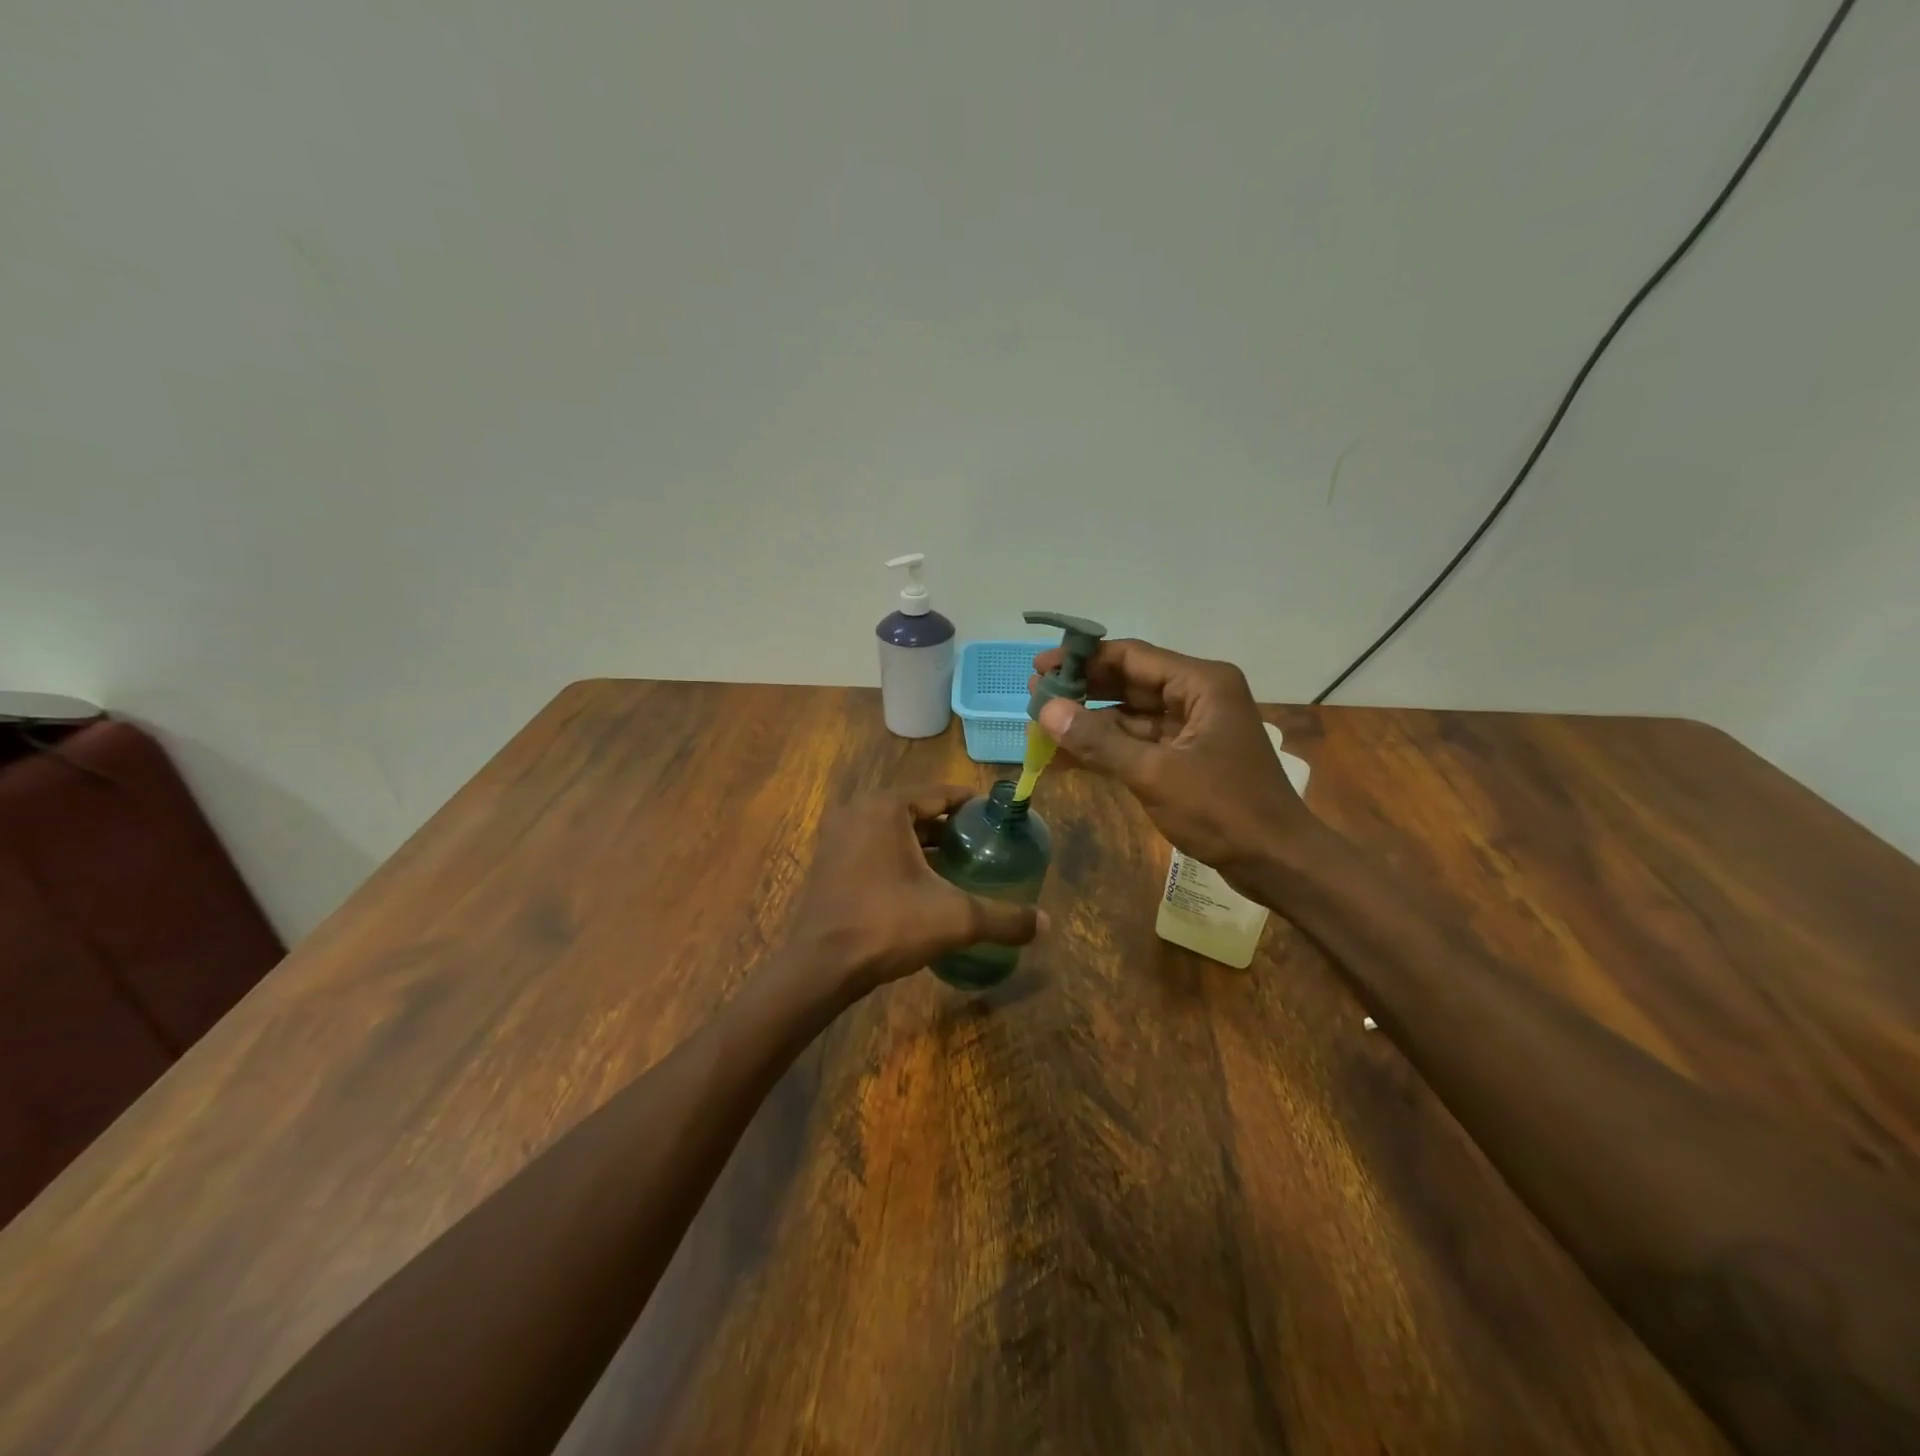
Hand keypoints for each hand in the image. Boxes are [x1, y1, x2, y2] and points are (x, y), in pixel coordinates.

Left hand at [783, 784, 1045, 1000]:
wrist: (821, 966)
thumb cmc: (887, 925)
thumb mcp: (955, 918)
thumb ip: (1003, 918)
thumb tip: (1047, 924)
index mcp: (886, 807)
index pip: (939, 792)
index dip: (971, 804)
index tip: (997, 819)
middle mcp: (858, 811)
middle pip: (916, 810)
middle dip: (949, 826)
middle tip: (983, 845)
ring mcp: (838, 837)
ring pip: (893, 831)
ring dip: (924, 844)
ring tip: (959, 864)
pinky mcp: (829, 863)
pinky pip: (874, 848)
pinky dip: (899, 857)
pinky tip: (922, 885)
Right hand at [1032, 639, 1317, 889]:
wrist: (1277, 861)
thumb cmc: (1223, 809)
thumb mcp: (1154, 773)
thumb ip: (1098, 740)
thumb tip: (1045, 710)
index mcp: (1202, 684)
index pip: (1132, 656)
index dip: (1083, 659)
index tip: (1040, 667)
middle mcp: (1199, 696)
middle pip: (1131, 681)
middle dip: (1084, 688)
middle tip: (1035, 693)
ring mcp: (1194, 727)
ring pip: (1133, 713)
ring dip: (1092, 718)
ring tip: (1044, 721)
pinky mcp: (1188, 756)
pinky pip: (1141, 741)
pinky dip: (1109, 745)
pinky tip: (1070, 750)